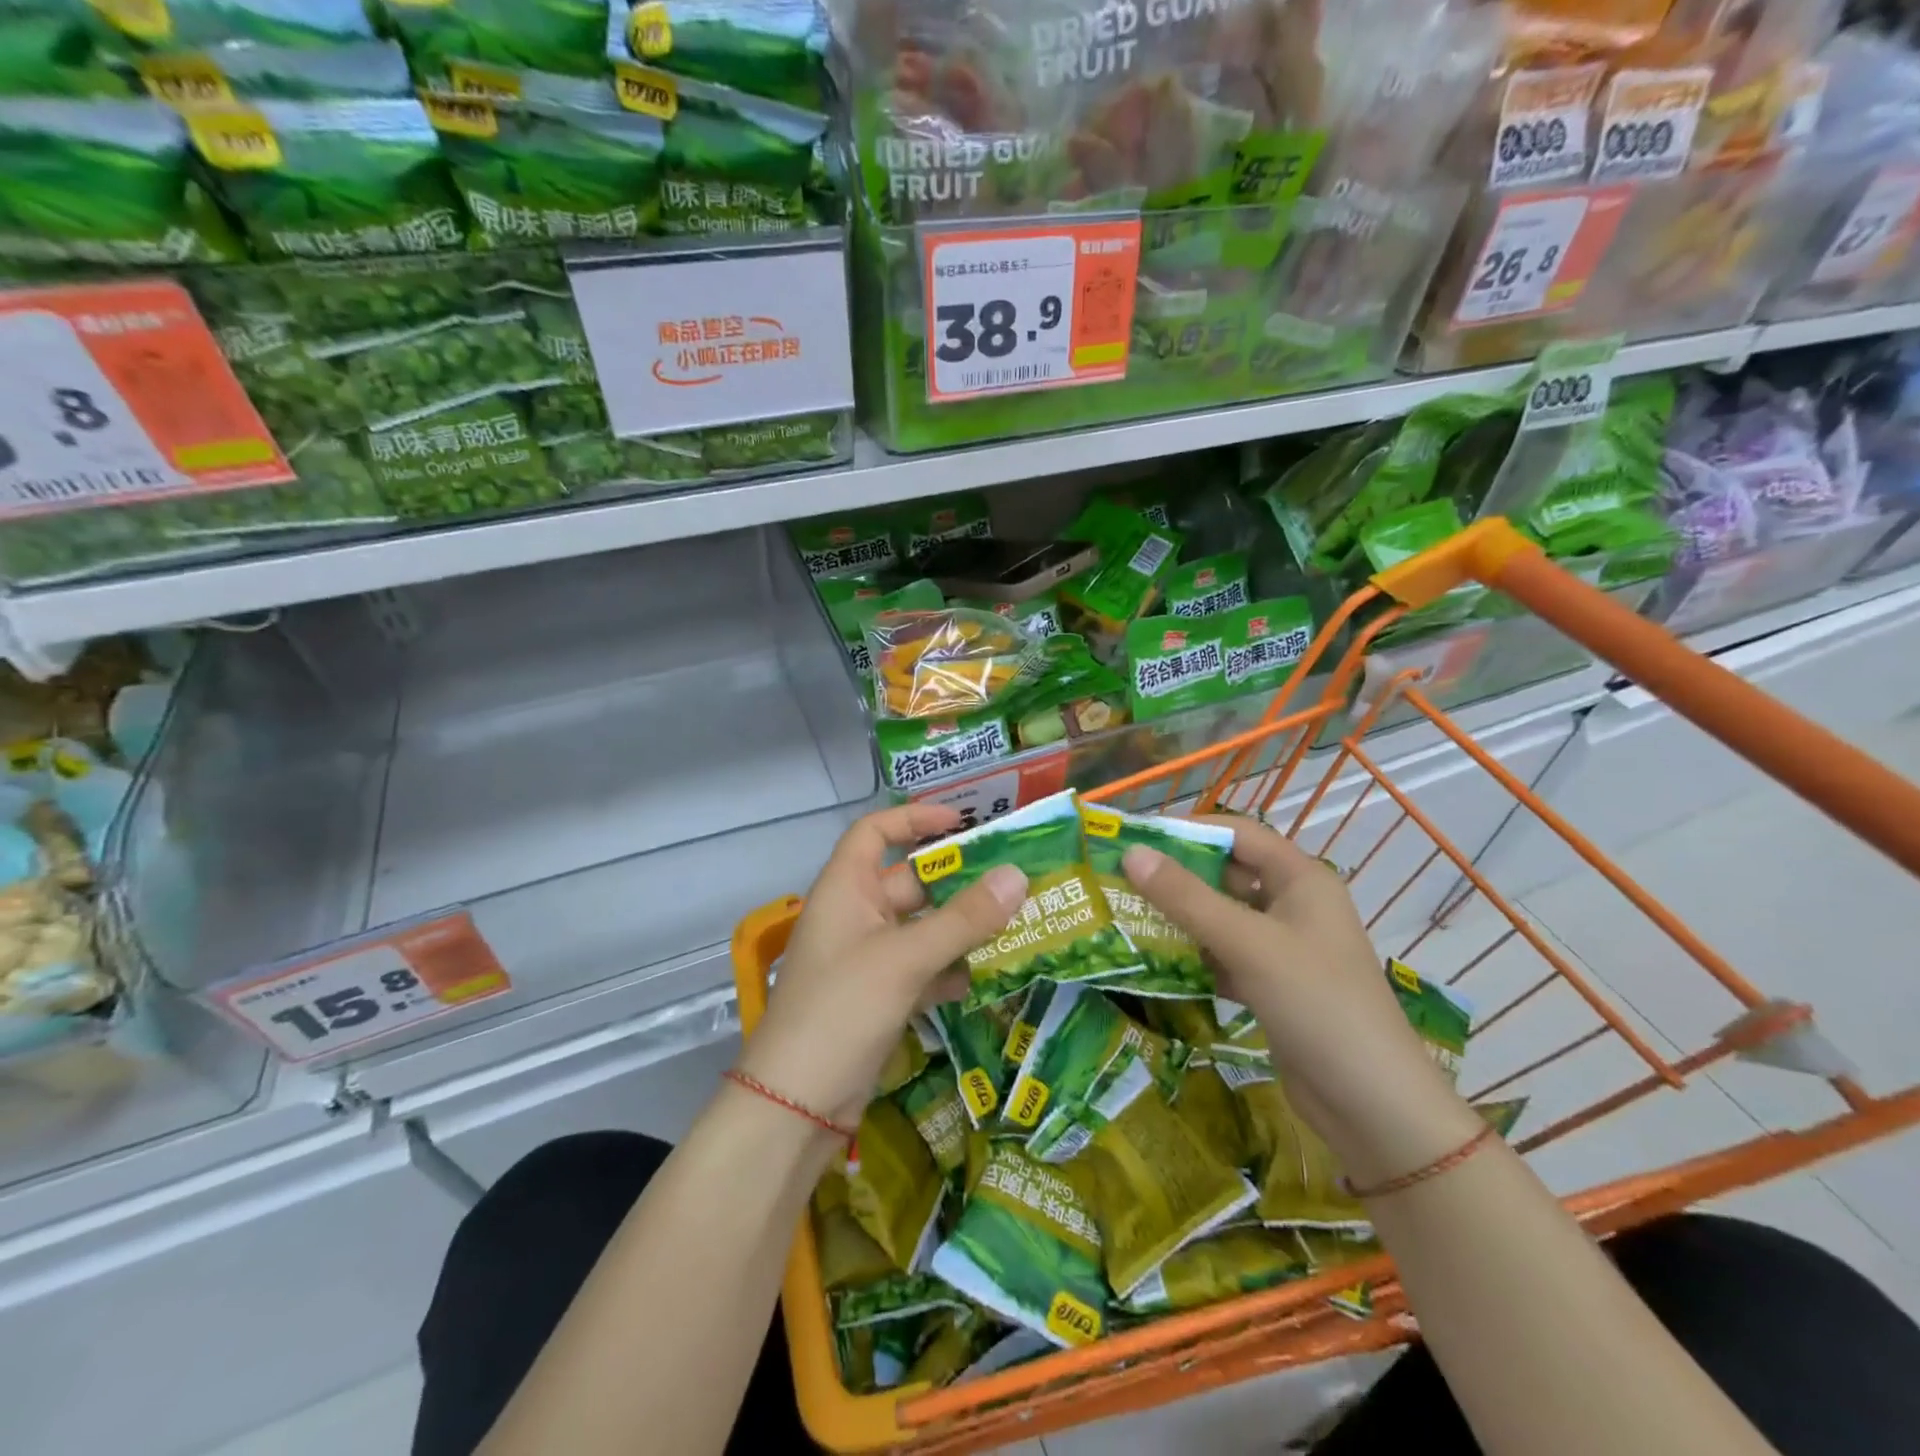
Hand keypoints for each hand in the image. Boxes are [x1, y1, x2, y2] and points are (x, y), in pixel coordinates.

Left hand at [736, 803, 1027, 1129]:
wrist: (796, 1104)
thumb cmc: (842, 1008)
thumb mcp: (905, 958)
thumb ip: (964, 919)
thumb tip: (1017, 875)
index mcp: (845, 889)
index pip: (874, 832)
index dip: (912, 818)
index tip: (959, 821)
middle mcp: (855, 916)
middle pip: (909, 881)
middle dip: (957, 881)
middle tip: (1012, 878)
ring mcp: (867, 959)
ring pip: (921, 928)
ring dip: (961, 927)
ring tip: (1015, 923)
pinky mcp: (879, 997)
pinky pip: (922, 968)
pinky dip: (949, 969)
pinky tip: (984, 978)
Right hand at [1124, 817, 1480, 1186]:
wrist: (1372, 1105)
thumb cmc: (1316, 1004)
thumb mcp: (1247, 943)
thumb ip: (1186, 898)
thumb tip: (1132, 853)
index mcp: (1301, 879)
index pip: (1239, 834)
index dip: (1191, 830)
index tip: (1138, 838)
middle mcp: (1294, 905)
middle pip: (1228, 875)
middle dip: (1179, 877)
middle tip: (1123, 880)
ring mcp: (1285, 948)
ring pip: (1224, 918)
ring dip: (1182, 919)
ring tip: (1128, 917)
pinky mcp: (1274, 986)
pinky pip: (1226, 956)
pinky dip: (1196, 957)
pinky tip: (1157, 963)